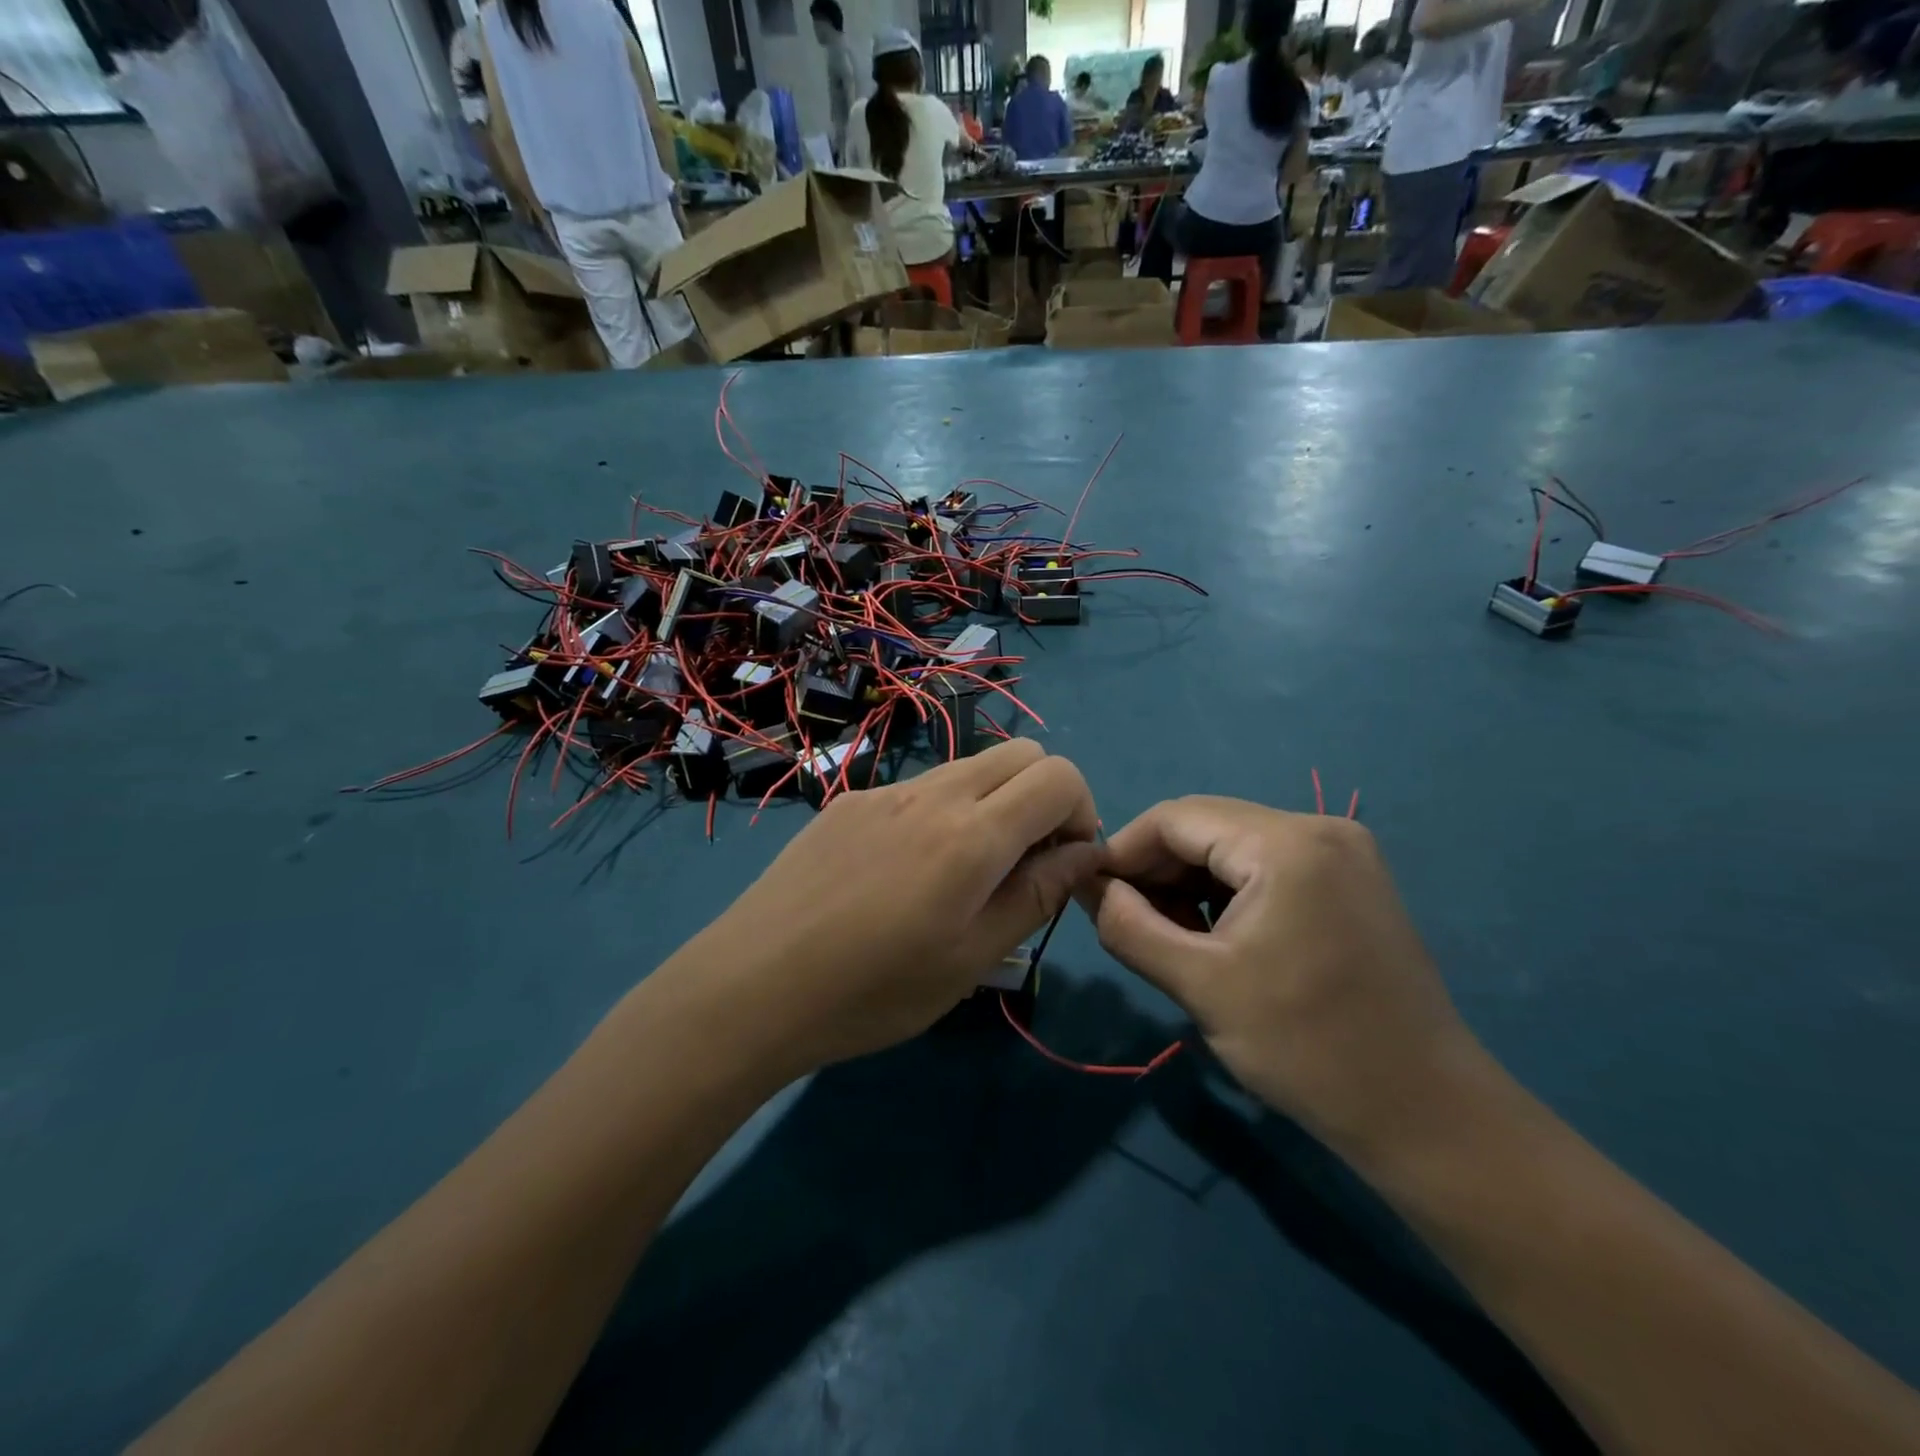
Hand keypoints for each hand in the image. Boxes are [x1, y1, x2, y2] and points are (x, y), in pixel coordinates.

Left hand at [667, 741, 1101, 1076]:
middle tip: (1025, 863)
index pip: (1058, 777)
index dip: (1081, 814)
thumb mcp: (970, 961)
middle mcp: (932, 794)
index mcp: (972, 835)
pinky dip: (942, 813)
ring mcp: (884, 791)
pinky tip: (903, 873)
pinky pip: (918, 788)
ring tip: (963, 874)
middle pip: (1020, 754)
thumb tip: (1084, 854)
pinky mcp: (849, 802)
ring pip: (968, 767)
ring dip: (992, 804)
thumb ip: (1036, 896)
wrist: (751, 985)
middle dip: (1044, 798)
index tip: (1062, 866)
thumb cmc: (871, 991)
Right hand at [1080, 797, 1485, 1154]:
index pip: (1175, 817)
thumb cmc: (1306, 1048)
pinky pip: (1267, 865)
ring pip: (1234, 845)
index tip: (1092, 895)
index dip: (1123, 851)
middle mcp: (1319, 828)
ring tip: (1171, 936)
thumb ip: (1129, 926)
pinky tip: (1216, 935)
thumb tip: (1090, 885)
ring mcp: (1343, 852)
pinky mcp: (1351, 880)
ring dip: (1190, 881)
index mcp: (1286, 843)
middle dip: (1157, 868)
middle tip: (1128, 921)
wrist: (1425, 1113)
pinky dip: (1228, 891)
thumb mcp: (1199, 986)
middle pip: (1206, 826)